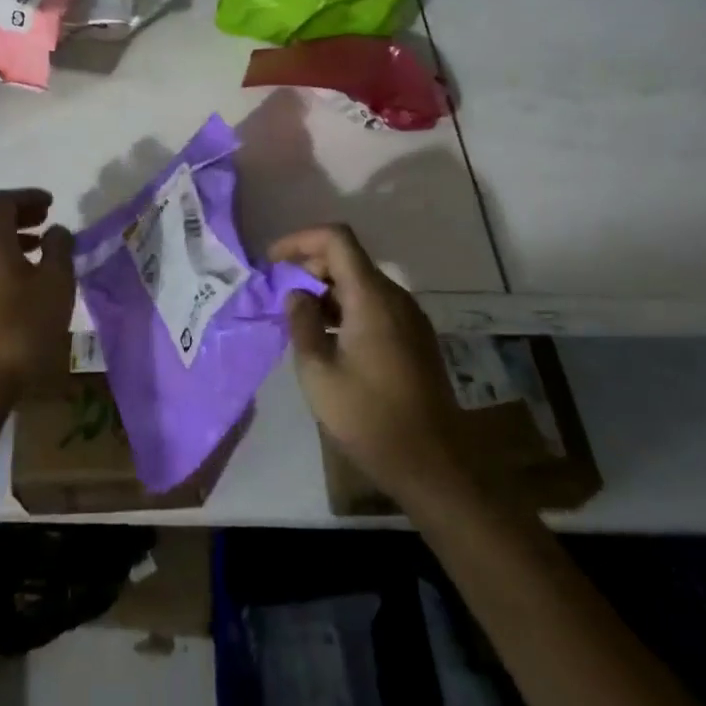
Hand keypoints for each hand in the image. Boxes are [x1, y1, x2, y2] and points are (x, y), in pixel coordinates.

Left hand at [0, 188, 75, 405]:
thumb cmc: (21, 327)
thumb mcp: (56, 283)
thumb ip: (59, 249)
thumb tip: (56, 231)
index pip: (3, 201)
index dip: (28, 197)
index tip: (51, 204)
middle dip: (19, 217)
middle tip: (46, 223)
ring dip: (10, 242)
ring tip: (38, 254)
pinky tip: (20, 286)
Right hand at [274, 224, 464, 506]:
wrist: (433, 467)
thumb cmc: (369, 418)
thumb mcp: (318, 373)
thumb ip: (302, 323)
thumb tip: (296, 294)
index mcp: (371, 297)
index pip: (336, 239)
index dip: (300, 240)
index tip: (273, 262)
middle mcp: (394, 297)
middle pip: (348, 258)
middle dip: (309, 267)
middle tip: (281, 296)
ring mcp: (409, 318)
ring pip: (361, 282)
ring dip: (327, 290)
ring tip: (299, 321)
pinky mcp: (415, 338)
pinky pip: (375, 305)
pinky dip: (346, 308)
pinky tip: (329, 340)